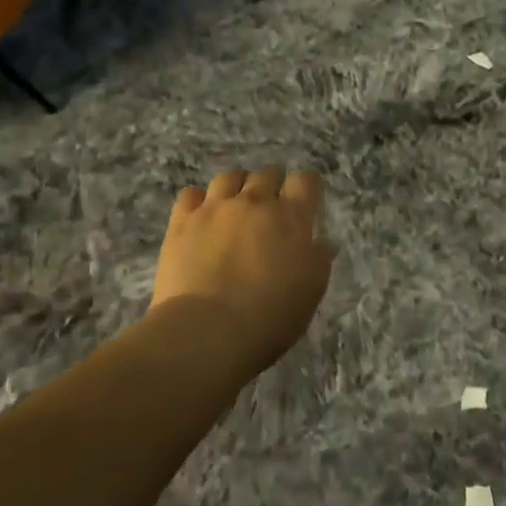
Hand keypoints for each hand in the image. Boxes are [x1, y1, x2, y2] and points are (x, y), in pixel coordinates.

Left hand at [152, 167, 336, 376]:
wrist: (206, 332)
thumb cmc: (269, 317)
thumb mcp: (310, 293)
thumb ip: (319, 261)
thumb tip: (323, 243)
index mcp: (291, 217)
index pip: (306, 180)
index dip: (308, 187)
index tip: (307, 200)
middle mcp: (254, 202)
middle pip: (268, 173)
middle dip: (273, 185)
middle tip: (271, 208)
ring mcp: (215, 208)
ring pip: (229, 177)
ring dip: (238, 186)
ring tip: (235, 206)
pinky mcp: (182, 222)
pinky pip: (191, 194)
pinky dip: (198, 201)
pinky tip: (200, 217)